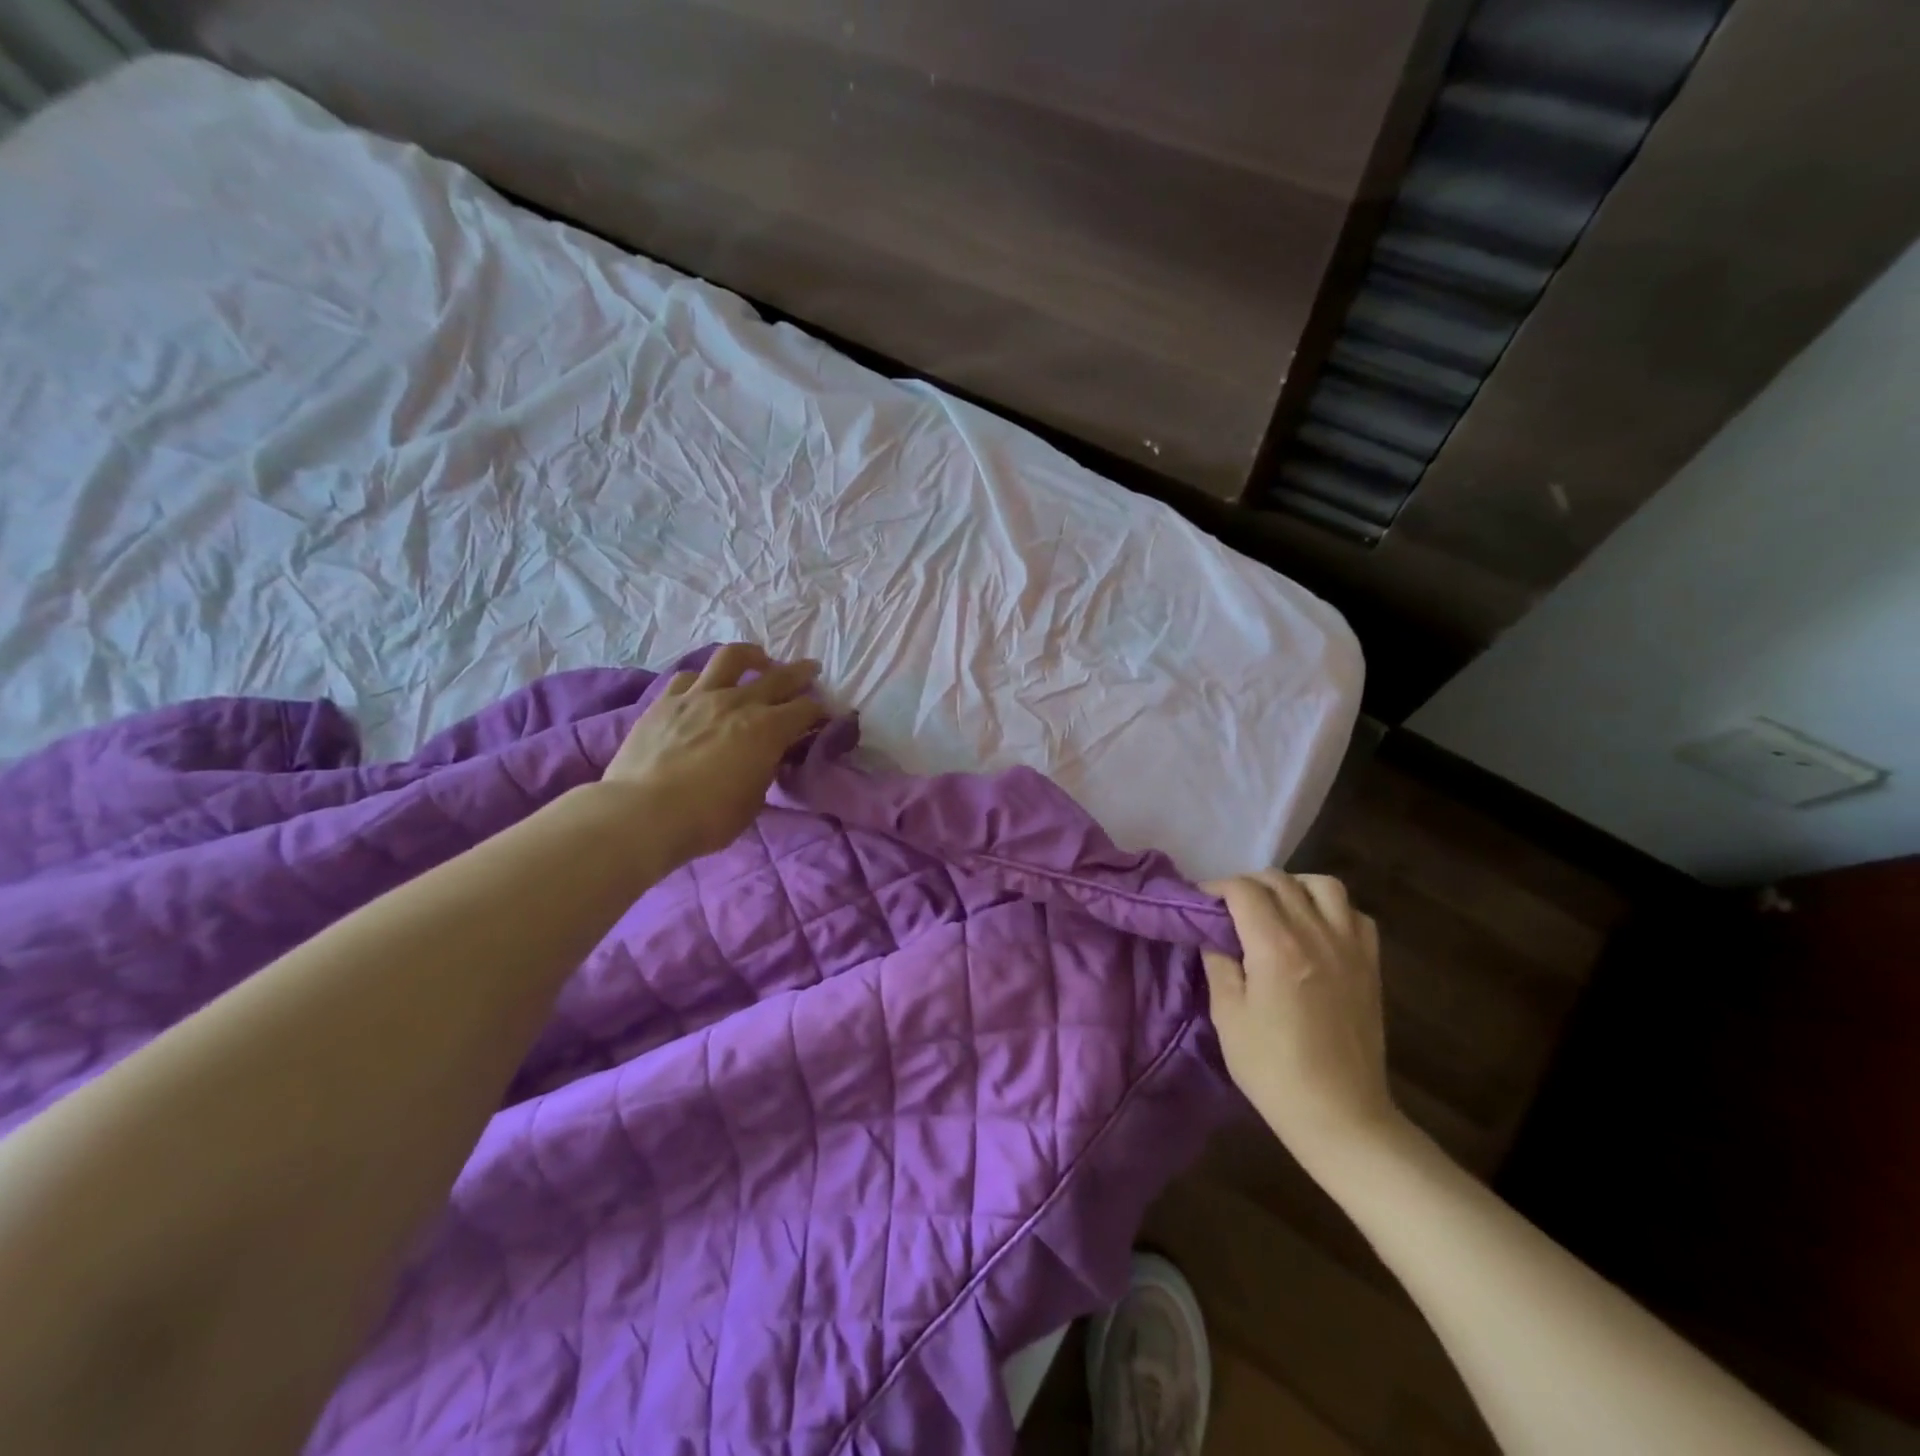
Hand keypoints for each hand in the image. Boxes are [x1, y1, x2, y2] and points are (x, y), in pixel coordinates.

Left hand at [602, 644, 825, 860]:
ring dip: (752, 657)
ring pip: (732, 658)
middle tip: (811, 670)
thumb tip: (771, 755)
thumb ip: (766, 769)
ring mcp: (699, 696)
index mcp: (767, 730)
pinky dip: (705, 680)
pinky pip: (690, 678)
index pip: (806, 710)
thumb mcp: (754, 799)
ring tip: (758, 660)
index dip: (820, 712)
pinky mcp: (666, 701)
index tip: (824, 717)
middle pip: (778, 677)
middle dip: (800, 673)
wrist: (643, 813)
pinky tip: (706, 689)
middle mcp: (737, 703)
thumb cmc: (707, 818)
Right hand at [1202, 872, 1401, 1166]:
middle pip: (1280, 881)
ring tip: (1276, 908)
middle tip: (1229, 908)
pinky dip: (1331, 909)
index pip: (1243, 890)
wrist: (1340, 1115)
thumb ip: (1219, 963)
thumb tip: (1213, 933)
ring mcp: (1350, 947)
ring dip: (1294, 886)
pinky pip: (1354, 914)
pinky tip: (1315, 930)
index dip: (1216, 888)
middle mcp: (1316, 934)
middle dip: (1248, 884)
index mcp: (1276, 946)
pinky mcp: (1370, 965)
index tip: (1200, 903)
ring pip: (1323, 885)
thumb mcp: (1227, 1016)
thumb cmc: (1273, 1069)